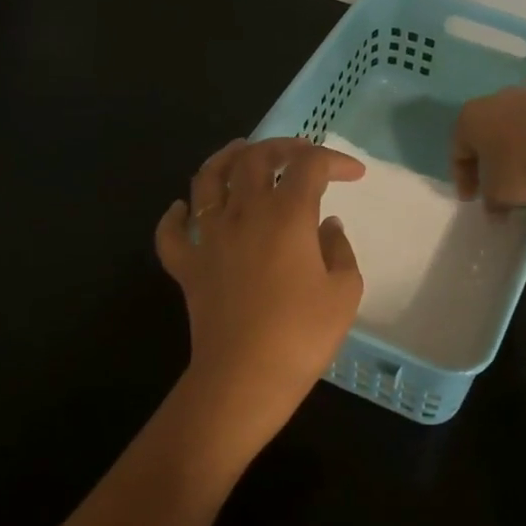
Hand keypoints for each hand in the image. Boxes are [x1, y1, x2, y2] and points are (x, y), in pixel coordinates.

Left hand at [155, 137, 365, 432]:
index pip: (310, 166)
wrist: (245, 378)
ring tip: (240, 151)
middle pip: (256, 159)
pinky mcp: (187, 266)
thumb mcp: (344, 292)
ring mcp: (209, 238)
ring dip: (226, 158)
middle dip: (282, 147)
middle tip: (300, 153)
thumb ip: (339, 251)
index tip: (354, 174)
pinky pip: (172, 232)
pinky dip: (176, 214)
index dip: (334, 160)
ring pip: (208, 179)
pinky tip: (184, 208)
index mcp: (287, 216)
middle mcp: (244, 214)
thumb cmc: (302, 336)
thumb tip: (327, 227)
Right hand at [452, 87, 525, 206]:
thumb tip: (494, 208)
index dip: (462, 180)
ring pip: (509, 129)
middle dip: (486, 162)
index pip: (458, 153)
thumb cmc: (522, 167)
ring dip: (511, 151)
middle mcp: (493, 100)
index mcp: (469, 119)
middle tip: (492, 185)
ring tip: (520, 174)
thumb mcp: (498, 194)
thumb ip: (490, 201)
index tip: (472, 199)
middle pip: (483, 137)